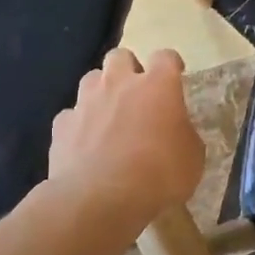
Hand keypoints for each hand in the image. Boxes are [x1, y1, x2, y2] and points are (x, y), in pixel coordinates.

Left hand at [49, 48, 203, 231]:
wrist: (101, 199)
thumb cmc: (159, 175)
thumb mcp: (193, 157)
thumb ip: (184, 134)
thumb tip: (176, 131)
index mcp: (158, 86)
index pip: (166, 57)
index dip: (171, 65)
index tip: (176, 76)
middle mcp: (119, 84)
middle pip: (120, 56)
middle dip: (129, 69)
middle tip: (138, 93)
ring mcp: (86, 102)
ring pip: (92, 79)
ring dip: (102, 91)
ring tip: (109, 115)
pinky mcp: (62, 125)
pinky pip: (72, 115)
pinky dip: (80, 124)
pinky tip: (86, 143)